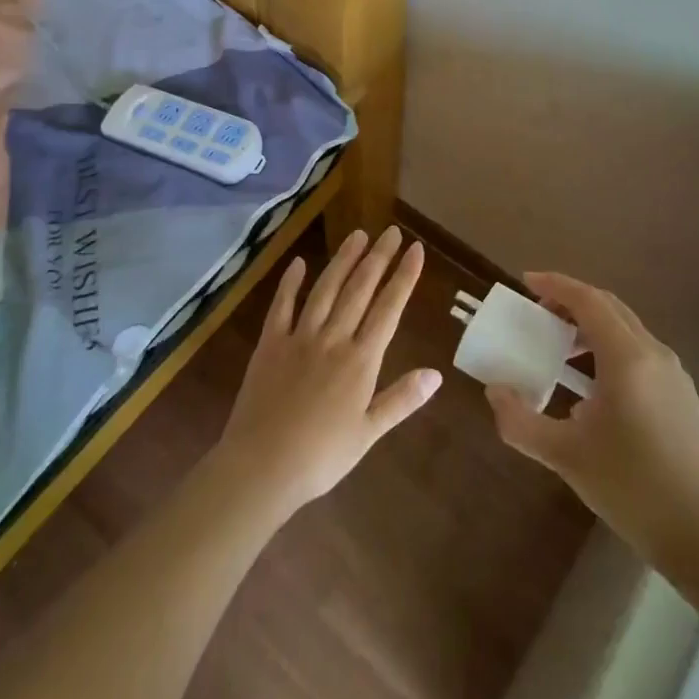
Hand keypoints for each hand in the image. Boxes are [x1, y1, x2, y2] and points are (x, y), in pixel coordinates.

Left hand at [213, 227, 440, 520]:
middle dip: (378, 258)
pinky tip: (298, 263)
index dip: (403, 277)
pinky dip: (290, 283)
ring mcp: (299, 337)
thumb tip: (436, 373)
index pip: (388, 308)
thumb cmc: (321, 457)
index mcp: (360, 361)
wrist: (262, 466)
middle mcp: (333, 339)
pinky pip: (282, 306)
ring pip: (325, 289)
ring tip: (357, 235)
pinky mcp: (269, 343)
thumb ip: (401, 399)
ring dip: (343, 260)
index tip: (415, 249)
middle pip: (359, 290)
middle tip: (390, 232)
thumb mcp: (368, 433)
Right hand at [485, 272, 698, 568]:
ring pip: (626, 329)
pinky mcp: (682, 395)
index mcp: (628, 359)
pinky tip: (592, 385)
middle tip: (538, 313)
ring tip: (560, 347)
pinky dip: (610, 348)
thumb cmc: (631, 488)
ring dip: (591, 326)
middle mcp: (654, 354)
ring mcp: (674, 374)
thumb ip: (520, 421)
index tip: (526, 282)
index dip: (556, 285)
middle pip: (609, 307)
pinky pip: (640, 352)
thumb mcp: (565, 455)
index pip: (588, 300)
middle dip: (571, 301)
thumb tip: (495, 392)